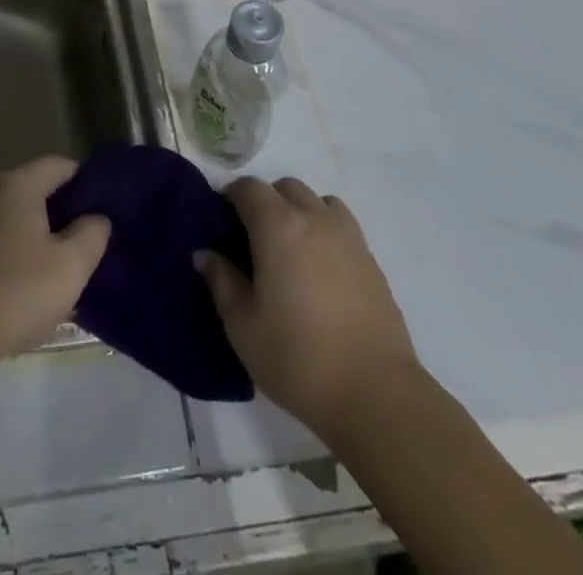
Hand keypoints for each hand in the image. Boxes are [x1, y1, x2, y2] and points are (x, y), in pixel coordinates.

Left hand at [0, 156, 110, 370]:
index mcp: (18, 184)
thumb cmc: (17, 292)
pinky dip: (10, 244)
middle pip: (34, 186)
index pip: (59, 165)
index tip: (102, 208)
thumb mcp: (71, 266)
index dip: (85, 182)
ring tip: (55, 261)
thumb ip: (92, 233)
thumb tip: (97, 218)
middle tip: (83, 239)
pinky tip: (21, 277)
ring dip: (34, 229)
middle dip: (60, 208)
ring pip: (12, 211)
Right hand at [195, 177, 418, 441]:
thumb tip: (205, 253)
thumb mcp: (243, 326)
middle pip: (285, 188)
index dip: (230, 198)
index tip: (221, 224)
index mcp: (278, 226)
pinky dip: (325, 232)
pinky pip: (342, 226)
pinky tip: (320, 271)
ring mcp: (348, 237)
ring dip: (299, 212)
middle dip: (266, 202)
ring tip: (291, 251)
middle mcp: (314, 218)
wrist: (376, 394)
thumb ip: (221, 281)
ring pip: (318, 202)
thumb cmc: (298, 358)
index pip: (248, 188)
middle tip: (254, 241)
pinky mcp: (371, 260)